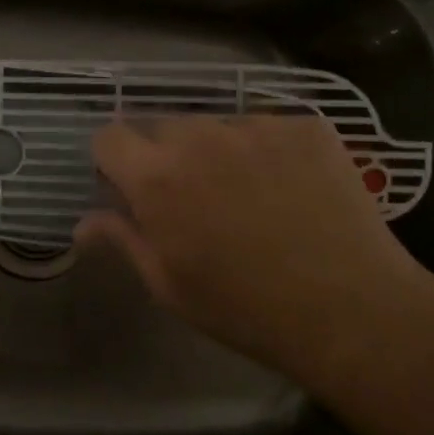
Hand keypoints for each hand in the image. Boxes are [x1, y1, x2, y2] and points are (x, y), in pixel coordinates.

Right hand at [74, 115, 433, 385]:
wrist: (351, 310)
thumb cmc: (245, 309)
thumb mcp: (169, 285)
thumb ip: (123, 240)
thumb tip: (83, 223)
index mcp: (157, 177)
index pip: (110, 136)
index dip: (114, 159)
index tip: (129, 185)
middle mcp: (200, 136)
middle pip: (164, 127)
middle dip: (168, 156)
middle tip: (196, 198)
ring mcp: (256, 125)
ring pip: (218, 125)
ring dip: (219, 150)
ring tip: (251, 194)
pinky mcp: (305, 125)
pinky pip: (268, 127)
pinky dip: (270, 150)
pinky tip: (292, 188)